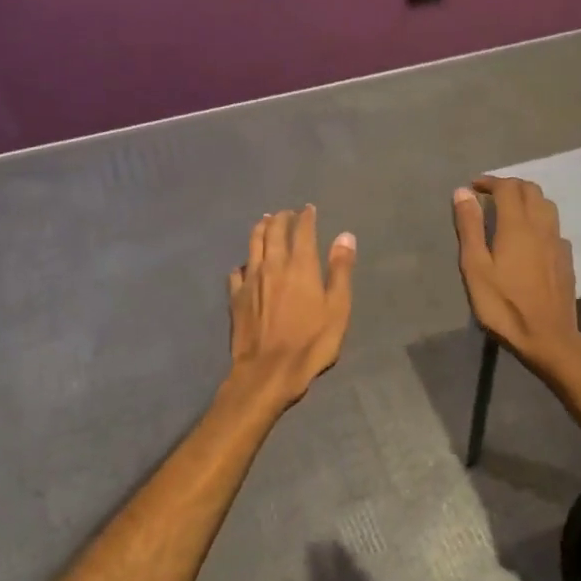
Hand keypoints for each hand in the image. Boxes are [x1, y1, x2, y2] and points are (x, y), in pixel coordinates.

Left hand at [227, 205, 355, 407]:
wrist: (268, 371)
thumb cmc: (311, 342)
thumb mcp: (338, 308)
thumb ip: (340, 270)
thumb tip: (345, 236)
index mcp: (301, 266)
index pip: (302, 231)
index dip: (306, 217)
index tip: (308, 209)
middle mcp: (273, 265)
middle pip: (273, 232)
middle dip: (281, 218)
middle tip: (286, 213)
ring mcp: (251, 280)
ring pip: (253, 245)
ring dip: (260, 229)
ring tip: (264, 222)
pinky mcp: (235, 298)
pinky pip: (237, 271)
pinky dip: (244, 262)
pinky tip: (246, 265)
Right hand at [452, 177, 580, 381]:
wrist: (548, 337)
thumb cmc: (504, 305)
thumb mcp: (476, 268)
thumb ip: (470, 228)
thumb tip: (463, 193)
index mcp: (517, 225)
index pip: (507, 187)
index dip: (490, 182)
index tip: (473, 188)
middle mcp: (542, 226)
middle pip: (531, 190)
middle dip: (509, 186)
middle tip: (489, 197)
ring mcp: (558, 242)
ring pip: (546, 205)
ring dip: (527, 199)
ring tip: (509, 212)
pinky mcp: (566, 258)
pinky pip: (554, 227)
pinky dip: (539, 220)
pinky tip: (530, 238)